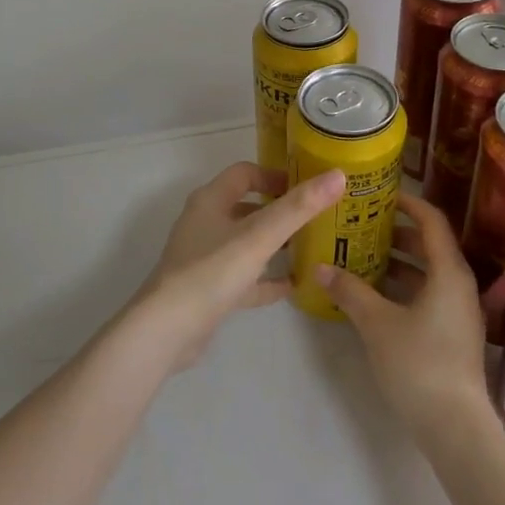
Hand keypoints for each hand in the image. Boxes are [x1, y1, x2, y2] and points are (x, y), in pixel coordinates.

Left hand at [131, 161, 345, 370]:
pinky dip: (266, 279)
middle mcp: (205, 224)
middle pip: (246, 206)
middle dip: (278, 210)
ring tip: (308, 247)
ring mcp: (204, 258)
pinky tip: (292, 286)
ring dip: (273, 243)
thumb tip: (338, 175)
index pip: (245, 173)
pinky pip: (243, 277)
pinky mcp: (207, 290)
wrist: (167, 331)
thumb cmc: (212, 272)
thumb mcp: (260, 236)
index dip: (275, 175)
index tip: (307, 186)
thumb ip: (299, 207)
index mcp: (211, 201)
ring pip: (245, 242)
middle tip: (314, 217)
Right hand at [311, 195, 497, 444]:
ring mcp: (459, 311)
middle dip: (397, 233)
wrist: (455, 427)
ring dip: (399, 262)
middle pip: (430, 245)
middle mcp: (459, 285)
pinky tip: (376, 296)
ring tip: (363, 256)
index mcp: (448, 272)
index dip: (409, 203)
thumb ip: (350, 292)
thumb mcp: (377, 324)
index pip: (432, 221)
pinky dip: (405, 286)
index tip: (381, 195)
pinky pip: (429, 294)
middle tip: (363, 225)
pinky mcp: (454, 333)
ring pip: (429, 272)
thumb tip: (320, 268)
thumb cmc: (419, 364)